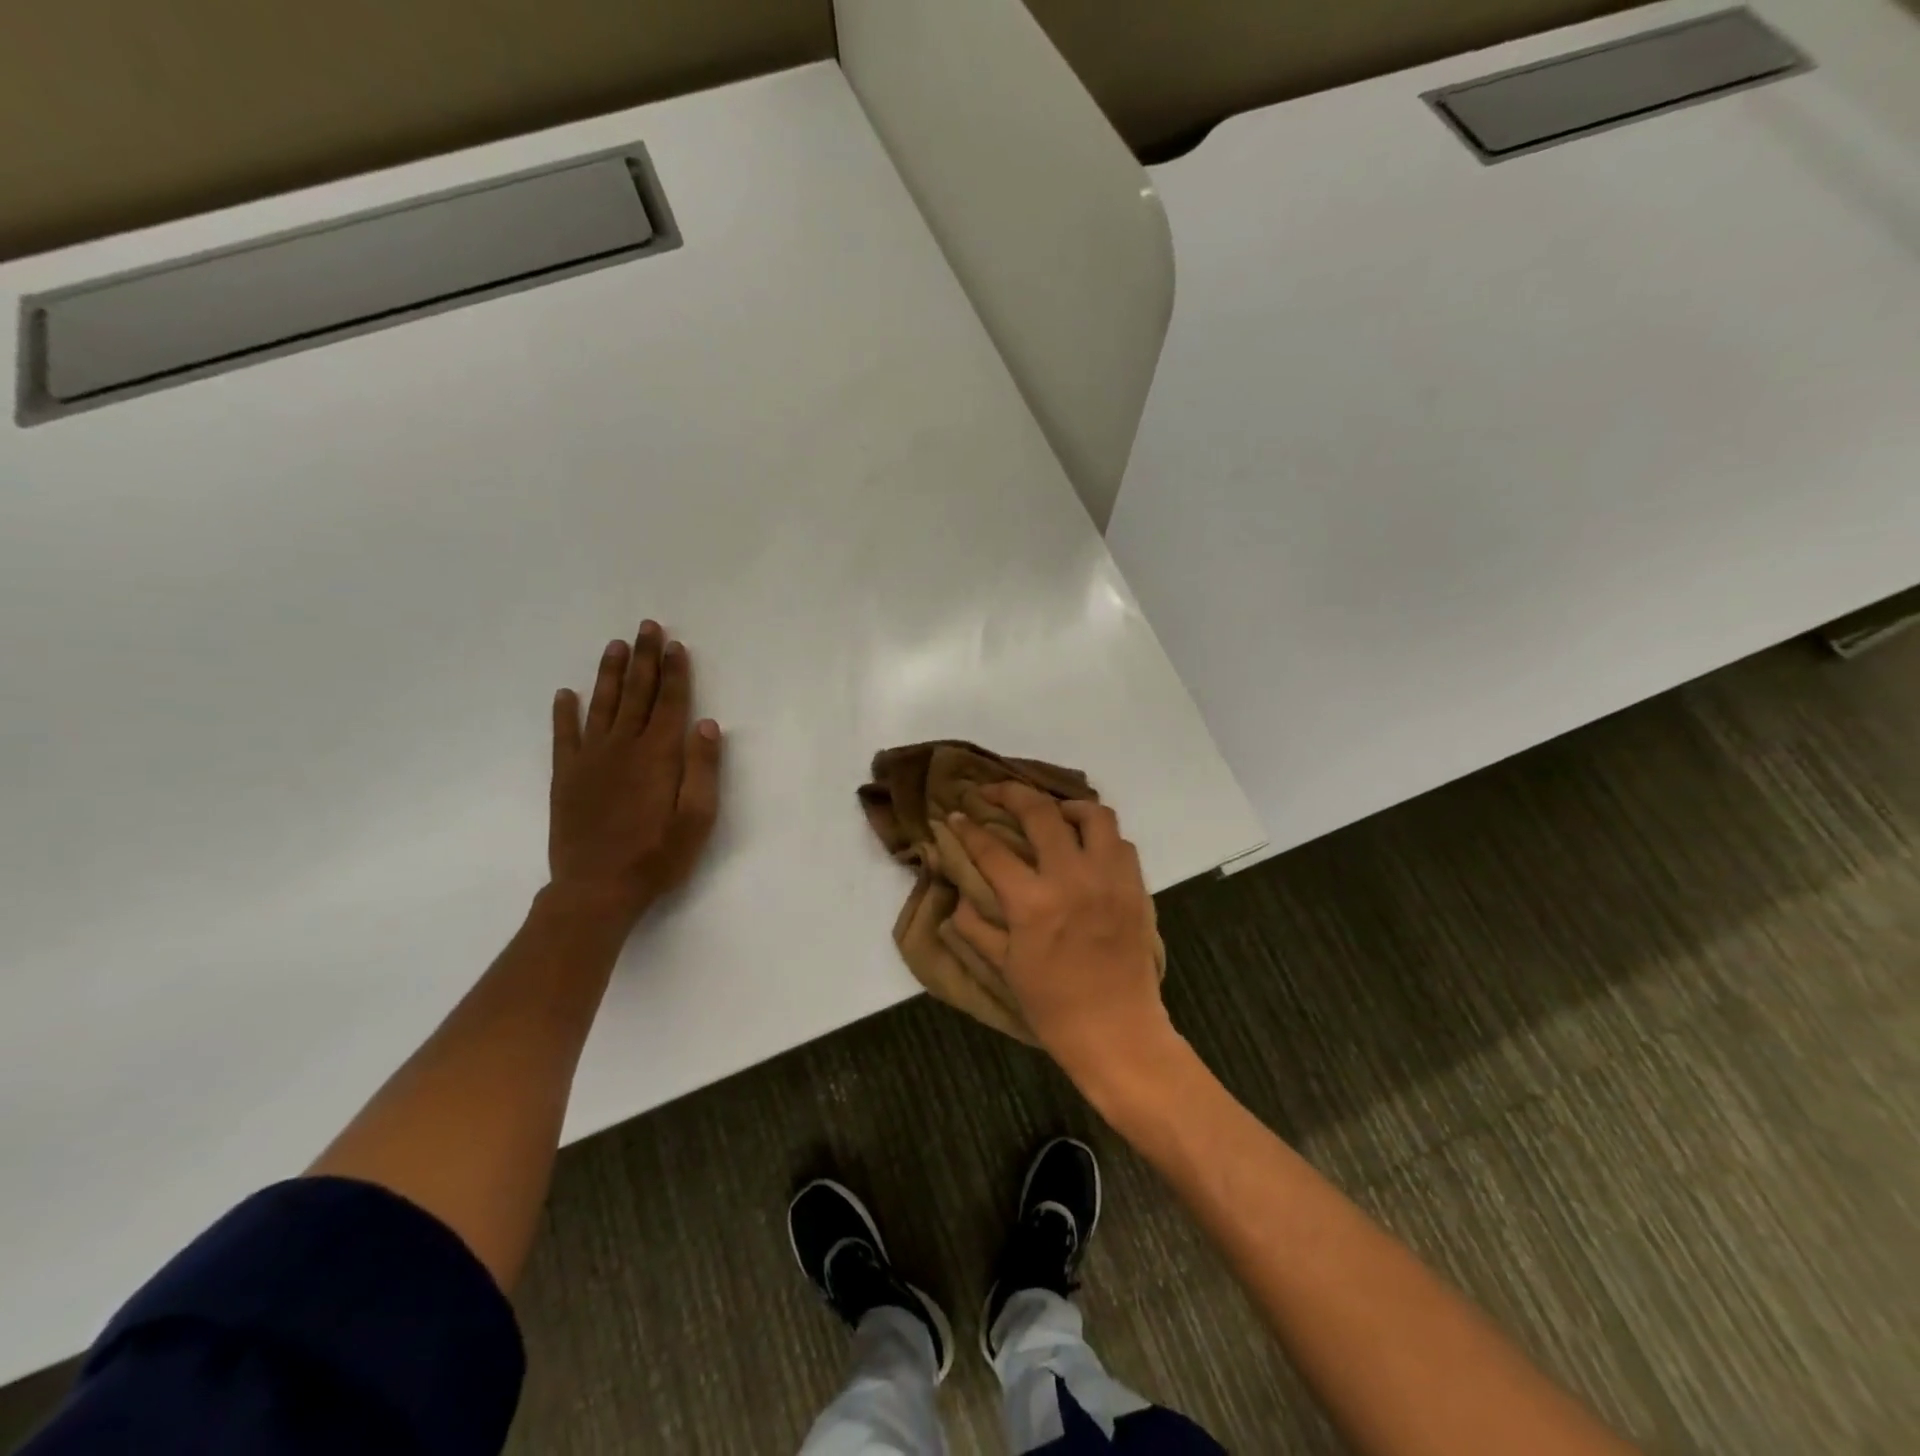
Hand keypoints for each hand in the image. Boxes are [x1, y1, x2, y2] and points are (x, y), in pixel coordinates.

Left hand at [546, 622, 721, 932]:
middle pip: (637, 693)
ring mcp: (590, 759)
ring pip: (602, 705)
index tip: (675, 645)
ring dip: (609, 673)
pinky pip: (563, 735)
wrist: (597, 889)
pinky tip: (564, 693)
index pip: (671, 703)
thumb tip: (706, 724)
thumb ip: (703, 769)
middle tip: (647, 627)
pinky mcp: (566, 776)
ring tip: (615, 645)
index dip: (675, 672)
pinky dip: (563, 713)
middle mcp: (623, 747)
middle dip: (644, 659)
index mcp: (658, 755)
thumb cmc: (657, 856)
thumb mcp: (697, 819)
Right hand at [946, 783, 1173, 1087]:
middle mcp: (1072, 878)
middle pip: (1040, 812)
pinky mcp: (1135, 886)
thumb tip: (956, 895)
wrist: (1117, 1031)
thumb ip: (974, 926)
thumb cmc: (1053, 1006)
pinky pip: (1120, 842)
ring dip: (1065, 805)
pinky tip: (1084, 847)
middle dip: (1009, 793)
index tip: (955, 815)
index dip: (967, 828)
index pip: (991, 848)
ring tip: (1049, 813)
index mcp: (1033, 902)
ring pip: (1092, 814)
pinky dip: (1099, 835)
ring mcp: (1110, 878)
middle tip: (991, 792)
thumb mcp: (1004, 968)